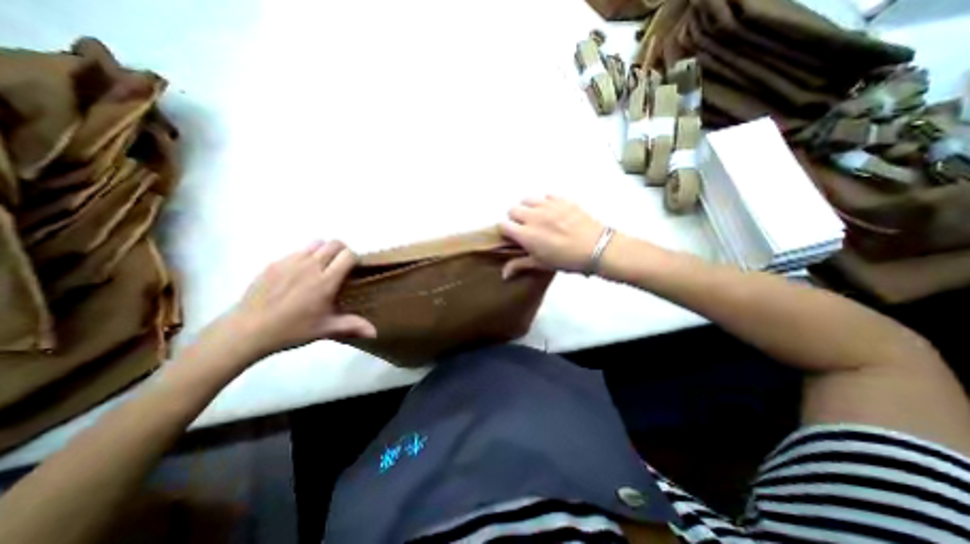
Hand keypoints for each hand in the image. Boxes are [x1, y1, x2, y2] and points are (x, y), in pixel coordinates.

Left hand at [225, 240, 375, 359]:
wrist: (247, 330)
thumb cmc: (292, 329)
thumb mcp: (325, 329)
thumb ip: (352, 326)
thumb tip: (375, 333)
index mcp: (326, 281)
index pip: (348, 255)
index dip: (355, 259)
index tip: (354, 270)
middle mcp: (311, 266)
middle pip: (334, 244)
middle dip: (342, 251)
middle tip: (340, 267)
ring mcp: (290, 262)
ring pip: (315, 243)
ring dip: (323, 251)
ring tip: (320, 267)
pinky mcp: (274, 263)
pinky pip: (296, 251)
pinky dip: (304, 257)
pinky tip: (298, 275)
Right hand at [504, 195, 602, 279]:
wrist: (595, 248)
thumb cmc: (566, 259)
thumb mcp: (541, 264)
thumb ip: (520, 265)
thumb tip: (504, 274)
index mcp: (525, 234)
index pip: (503, 225)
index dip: (506, 231)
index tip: (513, 236)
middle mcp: (533, 217)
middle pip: (513, 209)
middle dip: (515, 218)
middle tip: (525, 227)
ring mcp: (547, 206)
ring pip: (528, 199)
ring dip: (528, 207)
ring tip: (537, 217)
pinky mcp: (561, 200)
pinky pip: (547, 195)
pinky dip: (546, 202)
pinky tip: (553, 212)